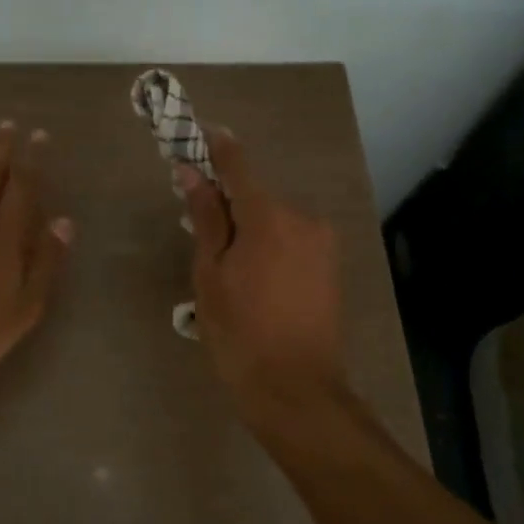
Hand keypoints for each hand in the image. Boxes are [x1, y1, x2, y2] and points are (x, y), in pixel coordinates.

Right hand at [180, 131, 345, 408]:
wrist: (296, 391)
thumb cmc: (240, 334)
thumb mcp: (211, 275)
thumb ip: (206, 218)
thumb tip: (191, 172)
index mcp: (269, 217)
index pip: (238, 166)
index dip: (217, 147)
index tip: (199, 132)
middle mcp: (303, 219)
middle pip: (256, 196)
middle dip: (227, 202)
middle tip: (197, 225)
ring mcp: (322, 243)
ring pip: (274, 220)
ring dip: (249, 229)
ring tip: (225, 268)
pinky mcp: (331, 266)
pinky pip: (292, 240)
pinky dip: (269, 246)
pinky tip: (253, 281)